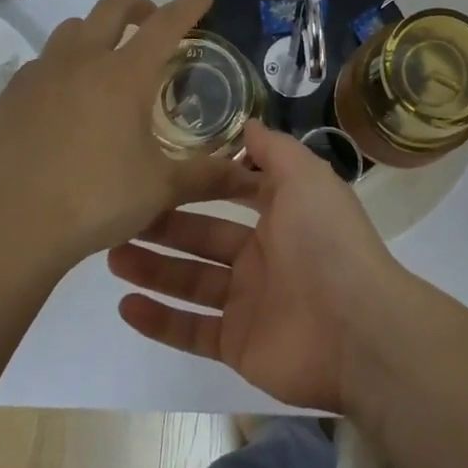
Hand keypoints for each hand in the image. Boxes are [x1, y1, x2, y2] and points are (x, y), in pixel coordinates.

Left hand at [0, 0, 253, 271]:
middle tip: (153, 23)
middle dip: (139, 6)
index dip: (188, 7)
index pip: (165, 25)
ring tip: (107, 59)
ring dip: (96, 32)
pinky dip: (63, 65)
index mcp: (125, 75)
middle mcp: (82, 61)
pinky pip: (42, 62)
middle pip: (112, 8)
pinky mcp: (11, 94)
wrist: (11, 227)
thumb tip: (251, 175)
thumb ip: (208, 175)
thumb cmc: (96, 200)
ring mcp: (41, 74)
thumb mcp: (161, 189)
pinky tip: (66, 99)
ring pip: (71, 29)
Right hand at [107, 119, 411, 413]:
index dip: (202, 182)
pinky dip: (159, 320)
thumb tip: (246, 122)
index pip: (235, 192)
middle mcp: (265, 255)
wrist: (356, 330)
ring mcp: (250, 302)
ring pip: (191, 281)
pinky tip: (125, 304)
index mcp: (283, 214)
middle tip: (119, 216)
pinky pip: (192, 330)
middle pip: (204, 236)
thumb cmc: (326, 241)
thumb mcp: (306, 177)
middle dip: (165, 226)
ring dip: (153, 268)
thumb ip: (274, 149)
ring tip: (111, 253)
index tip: (161, 170)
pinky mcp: (238, 344)